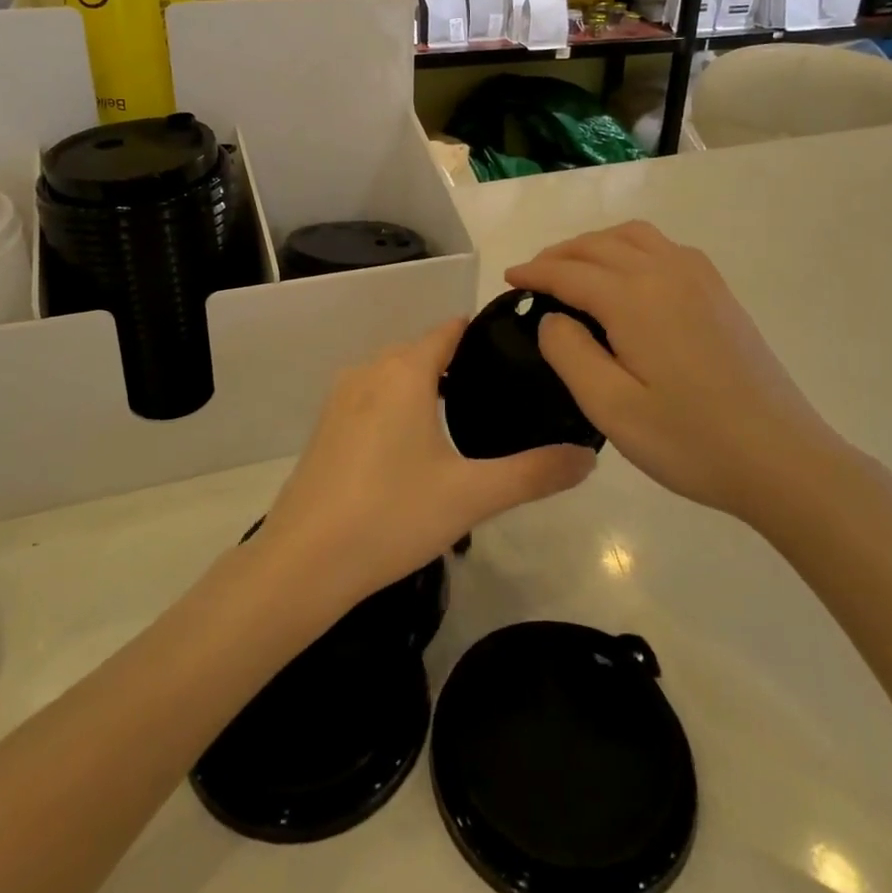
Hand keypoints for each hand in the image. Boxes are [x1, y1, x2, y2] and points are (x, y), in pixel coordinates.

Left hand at [261, 319, 596, 609]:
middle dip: (461, 365)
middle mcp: (369, 371)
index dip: (485, 335)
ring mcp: (341, 398)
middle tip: (503, 396)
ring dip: (427, 387)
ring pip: (395, 375)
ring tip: (467, 421)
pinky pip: (373, 398)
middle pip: (423, 351)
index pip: (450, 330)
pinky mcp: (326, 426)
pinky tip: (417, 448)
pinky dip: (399, 406)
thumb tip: (588, 458)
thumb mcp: (472, 496)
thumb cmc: (392, 515)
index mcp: (404, 371)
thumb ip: (534, 473)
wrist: (303, 562)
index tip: (519, 352)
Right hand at [506, 222, 858, 527]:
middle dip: (560, 253)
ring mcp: (699, 279)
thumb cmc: (689, 440)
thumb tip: (553, 317)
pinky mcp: (719, 293)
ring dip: (596, 244)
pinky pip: (665, 248)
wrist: (781, 458)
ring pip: (635, 237)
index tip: (509, 279)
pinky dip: (632, 248)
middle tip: (534, 276)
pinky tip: (629, 276)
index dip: (535, 273)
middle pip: (600, 244)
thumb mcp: (611, 408)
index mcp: (634, 298)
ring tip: (575, 268)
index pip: (569, 272)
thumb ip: (569, 354)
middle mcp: (665, 272)